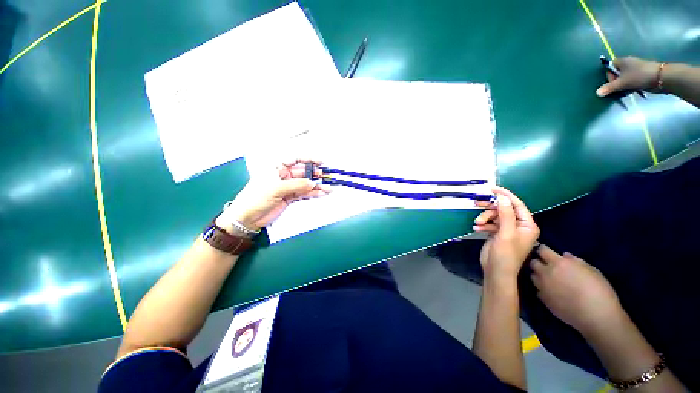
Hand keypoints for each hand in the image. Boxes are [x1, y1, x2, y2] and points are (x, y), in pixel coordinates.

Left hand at [218, 159, 330, 231]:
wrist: (248, 217)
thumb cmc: (256, 198)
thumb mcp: (275, 188)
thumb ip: (296, 184)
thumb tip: (312, 182)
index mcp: (277, 168)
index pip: (295, 160)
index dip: (308, 160)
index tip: (320, 162)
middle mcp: (283, 176)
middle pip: (303, 173)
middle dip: (315, 175)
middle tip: (326, 178)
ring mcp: (288, 187)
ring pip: (305, 184)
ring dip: (317, 186)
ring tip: (328, 188)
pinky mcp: (290, 197)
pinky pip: (304, 193)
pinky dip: (313, 194)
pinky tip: (321, 193)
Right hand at [473, 187, 539, 278]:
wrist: (495, 271)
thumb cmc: (505, 254)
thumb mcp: (506, 233)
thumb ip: (505, 214)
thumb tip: (502, 198)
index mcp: (527, 225)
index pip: (517, 205)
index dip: (505, 195)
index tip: (492, 189)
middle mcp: (518, 225)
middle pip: (504, 209)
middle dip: (490, 208)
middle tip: (477, 203)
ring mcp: (507, 230)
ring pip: (494, 216)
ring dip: (484, 218)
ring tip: (477, 223)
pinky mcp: (497, 233)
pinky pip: (490, 223)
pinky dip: (483, 224)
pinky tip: (477, 228)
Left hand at [530, 245, 623, 336]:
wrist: (597, 317)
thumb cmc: (600, 291)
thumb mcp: (592, 271)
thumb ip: (575, 261)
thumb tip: (564, 255)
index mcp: (559, 263)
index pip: (542, 250)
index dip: (543, 250)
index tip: (546, 251)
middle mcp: (546, 273)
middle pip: (533, 263)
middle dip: (538, 262)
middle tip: (547, 266)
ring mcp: (542, 286)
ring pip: (533, 276)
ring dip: (539, 276)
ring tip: (548, 279)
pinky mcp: (542, 299)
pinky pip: (538, 290)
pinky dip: (542, 289)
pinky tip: (551, 292)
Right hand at [596, 56, 659, 96]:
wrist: (660, 78)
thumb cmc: (639, 77)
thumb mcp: (622, 83)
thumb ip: (609, 88)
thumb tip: (597, 93)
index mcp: (622, 61)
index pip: (610, 67)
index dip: (609, 76)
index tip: (613, 83)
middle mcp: (628, 63)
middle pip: (617, 73)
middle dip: (617, 82)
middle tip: (619, 89)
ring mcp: (636, 69)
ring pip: (625, 78)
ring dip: (624, 85)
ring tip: (627, 91)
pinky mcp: (642, 74)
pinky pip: (632, 80)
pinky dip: (631, 86)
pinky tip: (633, 90)